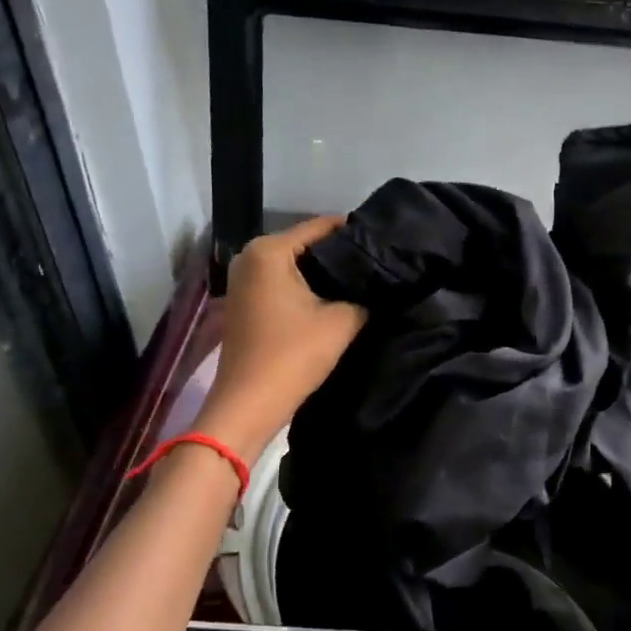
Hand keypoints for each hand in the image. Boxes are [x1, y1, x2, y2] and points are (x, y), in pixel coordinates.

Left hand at [196, 217, 366, 458]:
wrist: (249, 404)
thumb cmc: (293, 355)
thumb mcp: (342, 321)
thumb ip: (365, 295)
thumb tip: (381, 283)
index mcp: (269, 250)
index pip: (322, 226)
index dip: (356, 233)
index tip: (386, 242)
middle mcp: (250, 256)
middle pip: (307, 244)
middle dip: (341, 254)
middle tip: (379, 264)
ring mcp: (244, 279)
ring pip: (296, 265)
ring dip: (325, 273)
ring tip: (363, 281)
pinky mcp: (245, 301)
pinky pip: (283, 282)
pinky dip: (307, 287)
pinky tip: (334, 298)